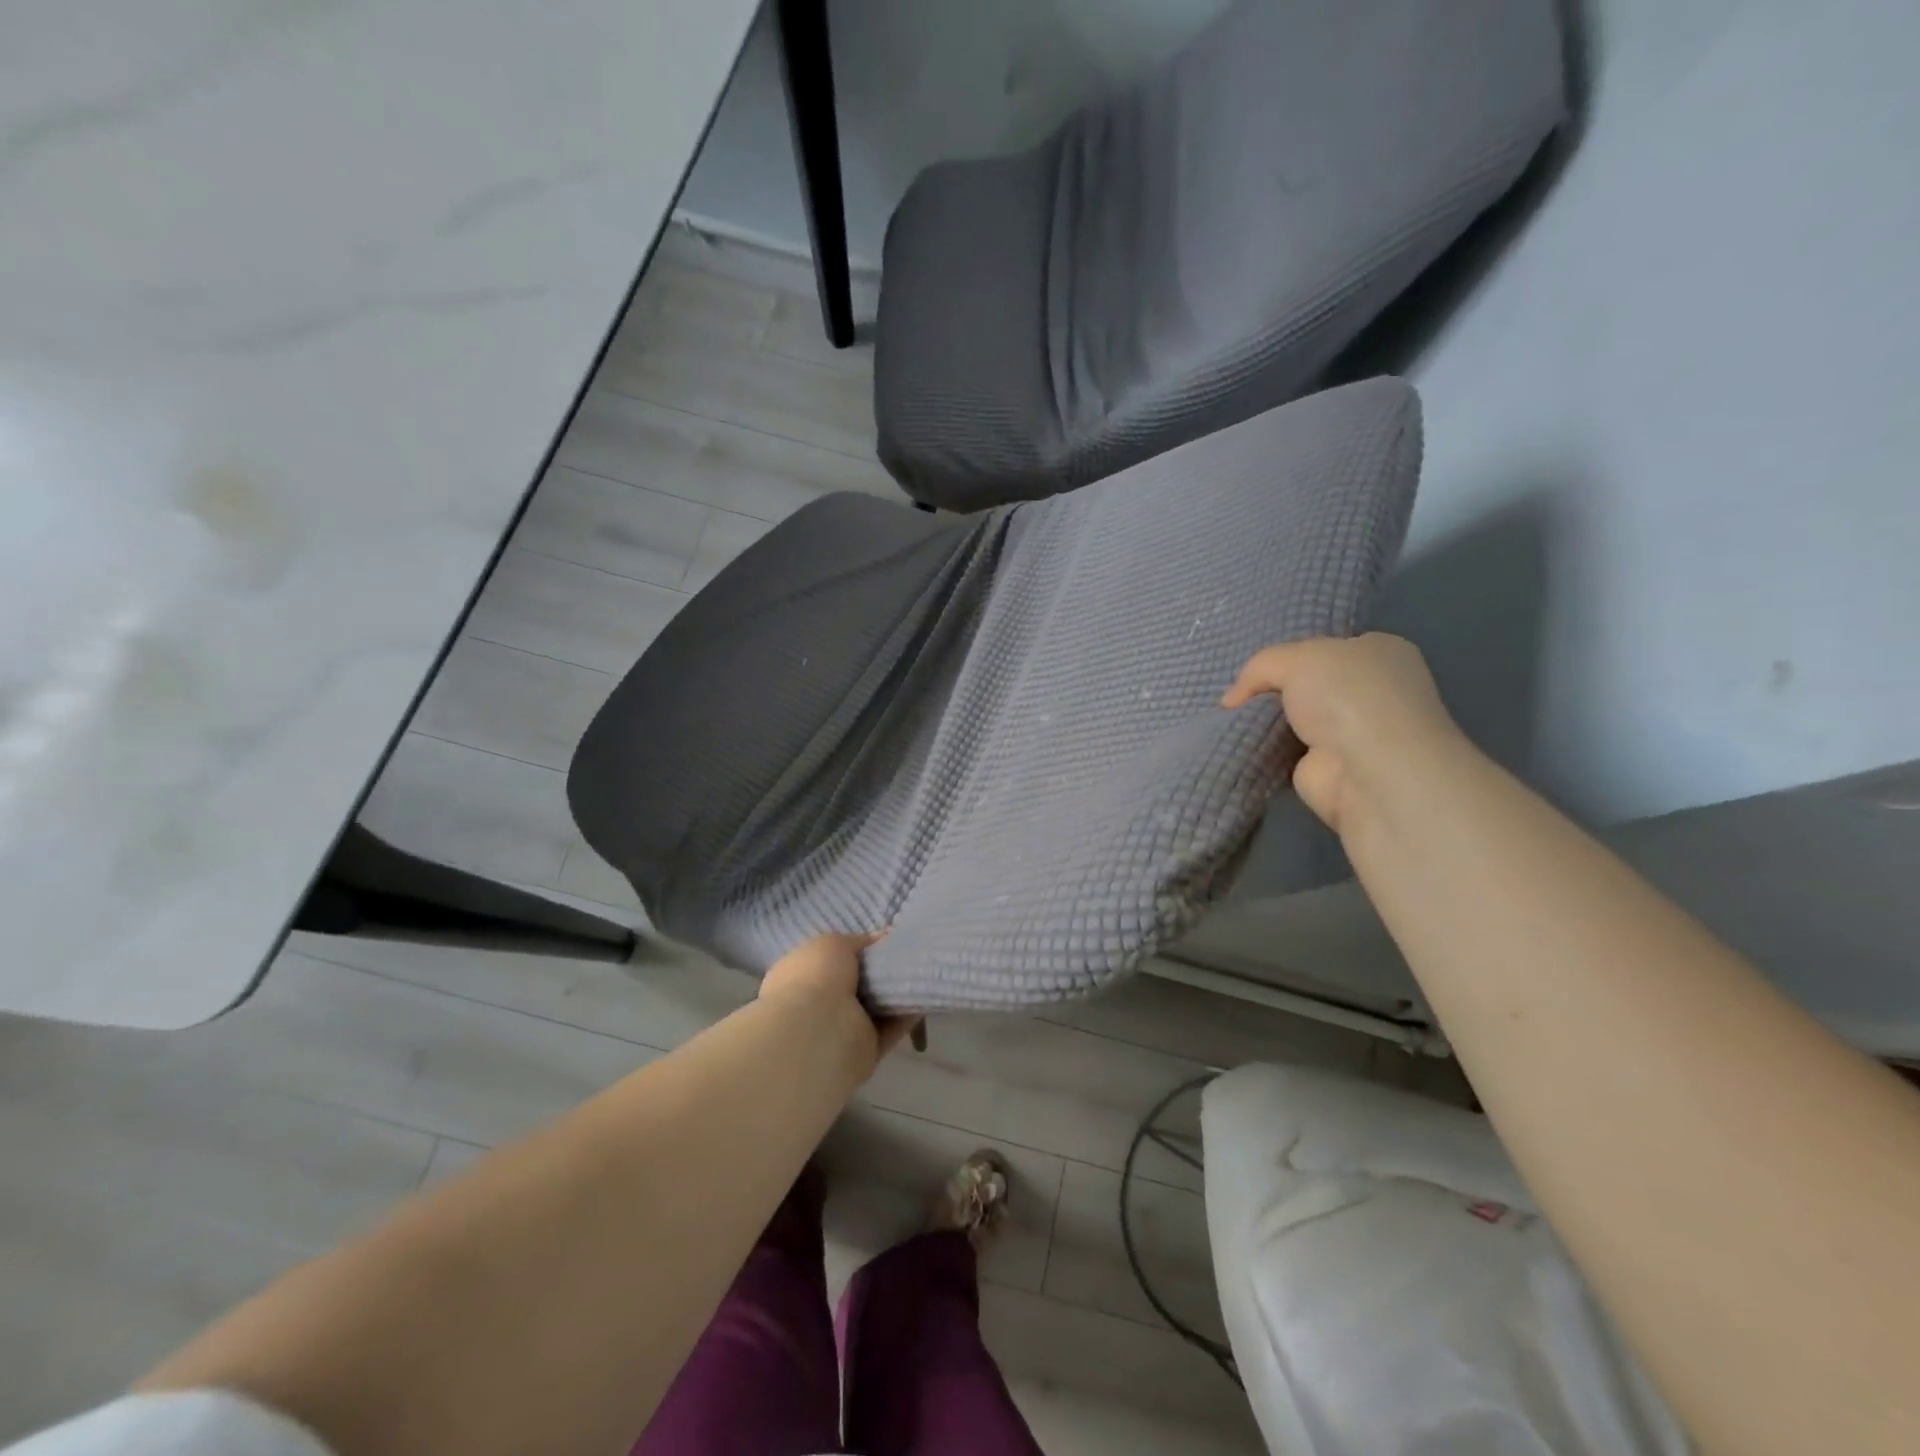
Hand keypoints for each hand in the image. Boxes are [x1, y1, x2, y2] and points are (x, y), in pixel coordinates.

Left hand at [758, 931, 921, 1081]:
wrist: (818, 1031)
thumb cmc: (816, 978)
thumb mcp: (833, 943)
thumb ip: (859, 941)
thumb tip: (881, 938)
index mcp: (800, 975)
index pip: (831, 961)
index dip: (858, 950)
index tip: (885, 941)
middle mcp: (818, 1004)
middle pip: (857, 985)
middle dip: (881, 972)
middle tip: (909, 955)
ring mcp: (840, 1030)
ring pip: (876, 1007)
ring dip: (896, 993)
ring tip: (922, 972)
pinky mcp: (865, 1052)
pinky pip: (891, 1028)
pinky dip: (907, 1014)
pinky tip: (925, 996)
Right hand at [1221, 633, 1465, 835]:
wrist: (1366, 771)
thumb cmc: (1346, 697)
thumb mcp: (1296, 657)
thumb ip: (1261, 666)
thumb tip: (1232, 699)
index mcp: (1380, 653)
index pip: (1328, 647)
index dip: (1291, 654)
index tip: (1258, 667)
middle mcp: (1372, 691)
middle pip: (1309, 683)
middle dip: (1274, 689)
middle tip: (1239, 695)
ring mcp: (1352, 732)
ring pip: (1296, 718)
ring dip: (1266, 721)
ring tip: (1230, 718)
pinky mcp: (1329, 768)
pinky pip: (1286, 751)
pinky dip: (1264, 750)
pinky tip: (1239, 743)